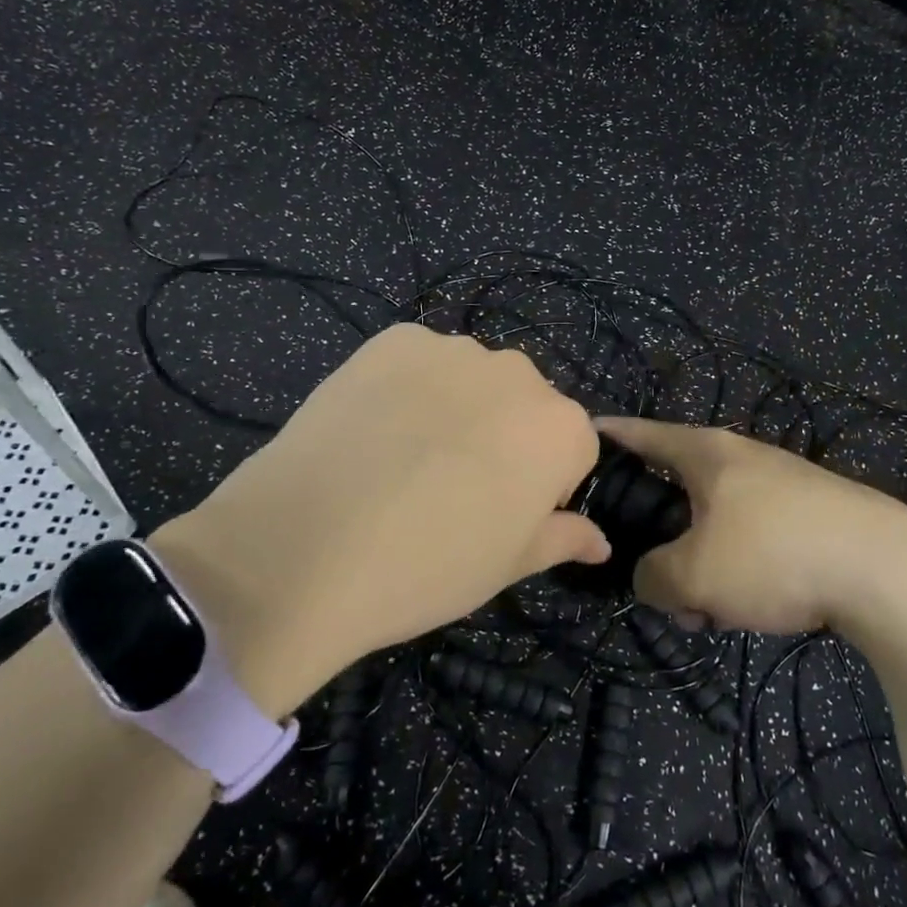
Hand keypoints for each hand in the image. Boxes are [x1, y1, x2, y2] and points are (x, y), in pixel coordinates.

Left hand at [152, 326, 605, 716]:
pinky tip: (374, 429)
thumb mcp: (507, 565)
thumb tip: (600, 541)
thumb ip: (562, 539)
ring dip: (457, 408)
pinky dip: (408, 387)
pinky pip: (419, 361)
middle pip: (525, 405)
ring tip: (405, 459)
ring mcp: (453, 349)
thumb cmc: (428, 566)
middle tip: (453, 488)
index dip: (544, 486)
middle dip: (504, 438)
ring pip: (472, 379)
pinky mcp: (394, 339)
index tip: (503, 515)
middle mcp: (519, 373)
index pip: (573, 449)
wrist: (306, 547)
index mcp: (560, 428)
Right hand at [597, 417, 906, 632]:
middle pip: (679, 490)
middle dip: (662, 539)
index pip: (643, 434)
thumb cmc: (773, 554)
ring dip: (703, 566)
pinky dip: (740, 569)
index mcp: (706, 453)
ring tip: (711, 613)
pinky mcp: (811, 514)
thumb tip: (653, 578)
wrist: (886, 570)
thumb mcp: (693, 575)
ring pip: (717, 524)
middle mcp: (742, 457)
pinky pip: (753, 539)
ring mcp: (781, 484)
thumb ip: (652, 577)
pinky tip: (754, 607)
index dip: (610, 436)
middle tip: (657, 582)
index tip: (583, 435)